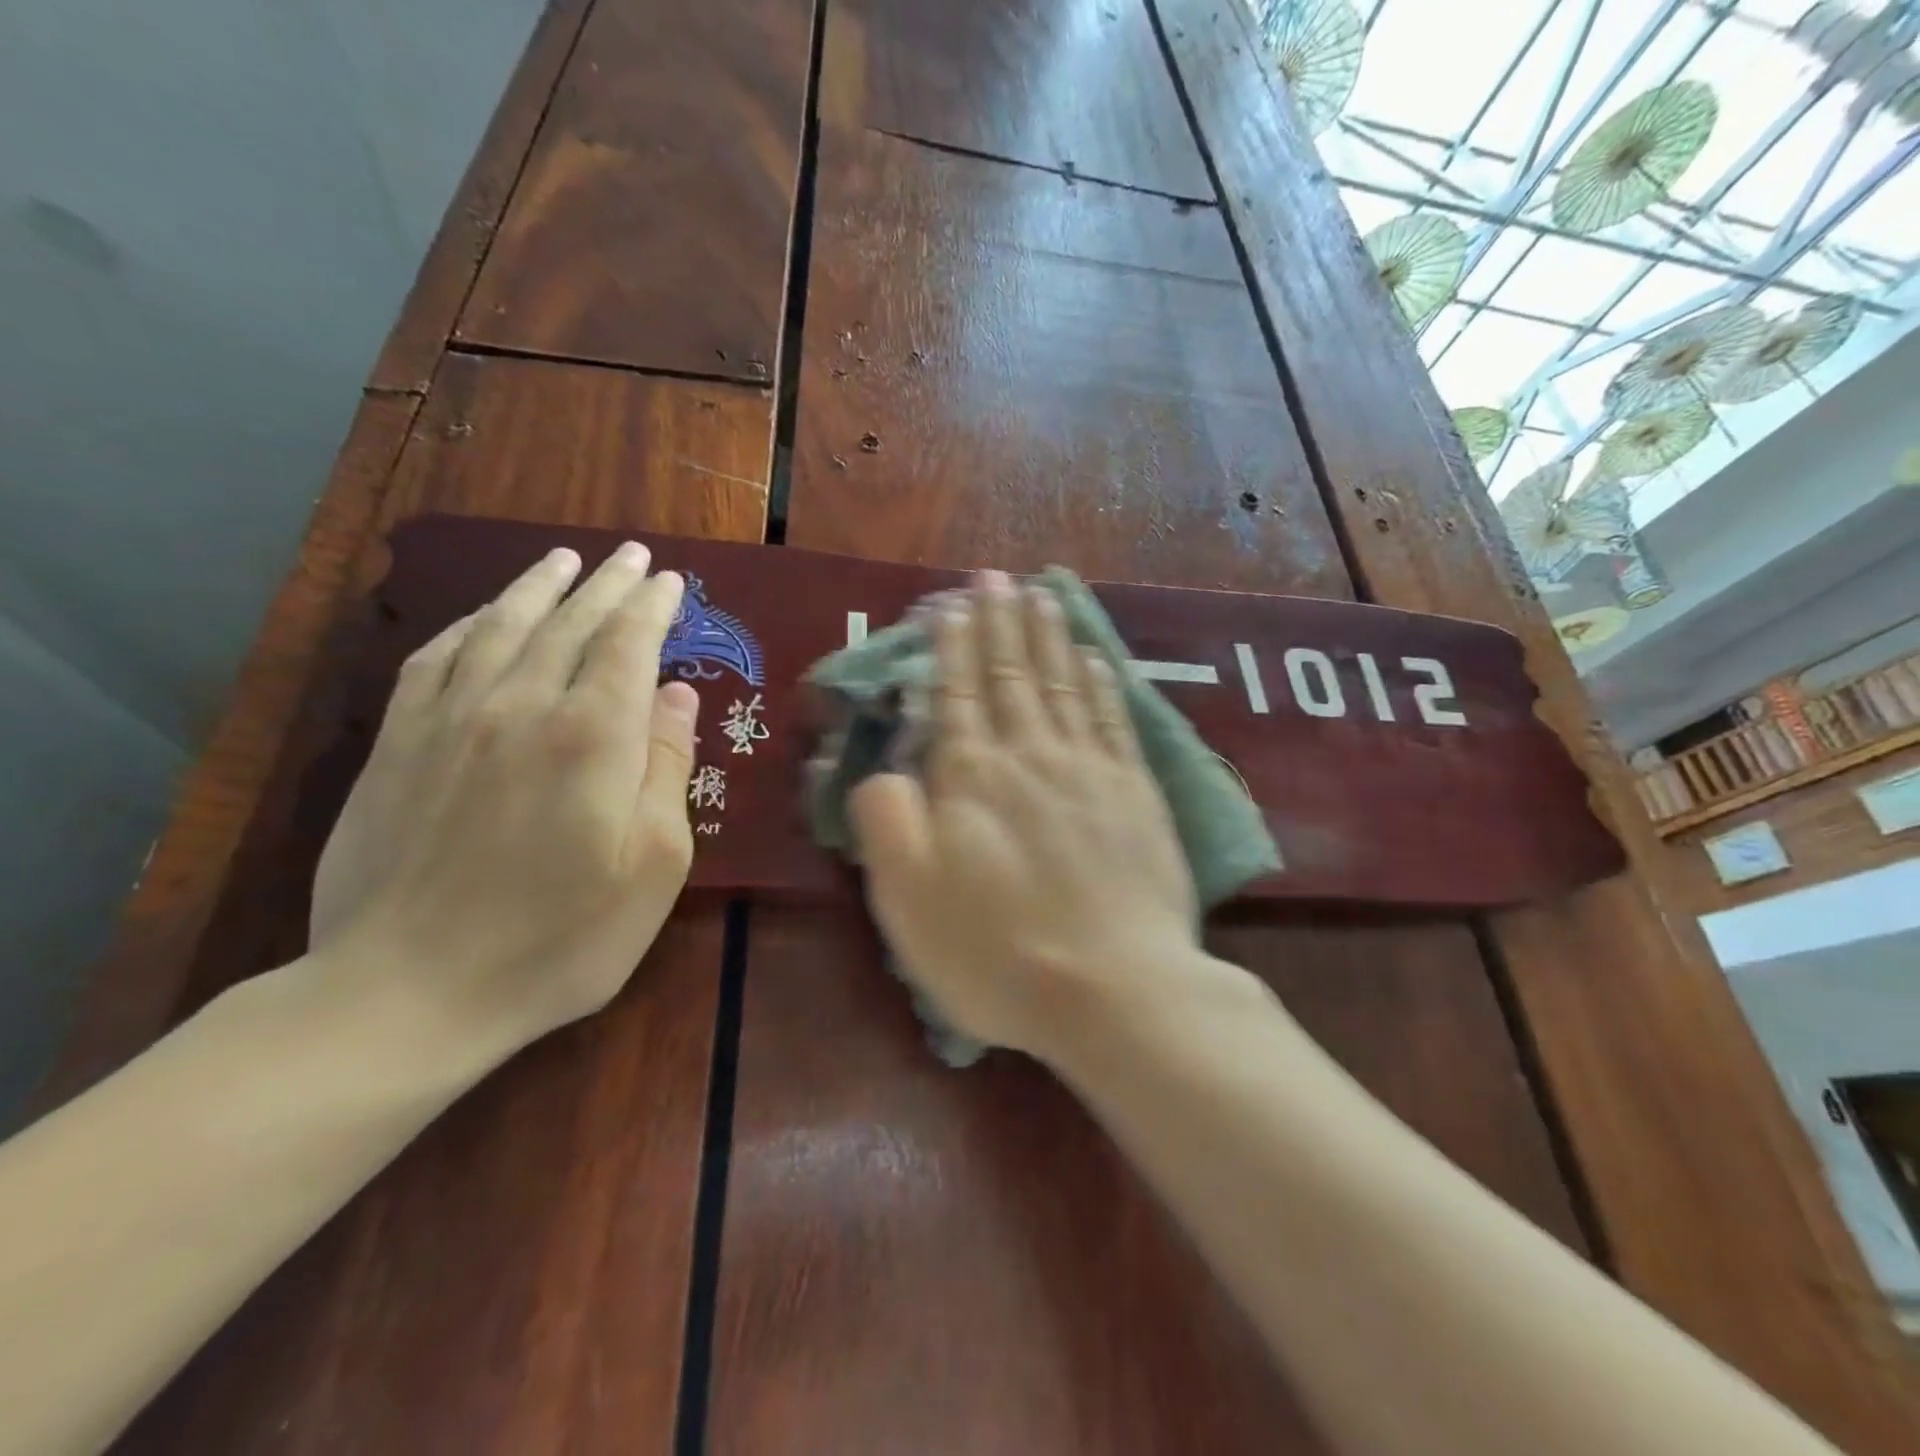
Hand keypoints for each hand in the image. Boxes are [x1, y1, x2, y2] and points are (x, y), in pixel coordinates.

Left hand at [310, 543, 698, 1059]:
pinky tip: (481, 617)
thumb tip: (676, 694)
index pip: (628, 645)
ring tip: (562, 560)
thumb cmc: (560, 938)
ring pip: (500, 628)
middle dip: (607, 585)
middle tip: (633, 556)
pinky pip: (434, 660)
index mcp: (591, 736)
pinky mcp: (398, 746)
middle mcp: (521, 707)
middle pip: (570, 624)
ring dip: (538, 588)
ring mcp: (450, 721)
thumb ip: (666, 768)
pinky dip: (465, 626)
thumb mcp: (654, 864)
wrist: (408, 992)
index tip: (671, 581)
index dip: (652, 608)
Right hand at [849, 571, 1202, 1060]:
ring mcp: (1089, 769)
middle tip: (994, 576)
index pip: (957, 692)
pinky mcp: (1136, 793)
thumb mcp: (907, 897)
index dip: (952, 645)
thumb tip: (884, 770)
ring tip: (1039, 596)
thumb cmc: (997, 951)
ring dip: (1047, 637)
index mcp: (971, 776)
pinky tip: (1093, 657)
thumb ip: (886, 821)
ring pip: (1062, 684)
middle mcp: (1029, 755)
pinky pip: (1111, 720)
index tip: (953, 603)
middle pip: (1010, 674)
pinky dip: (1099, 683)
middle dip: (998, 622)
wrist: (1114, 990)